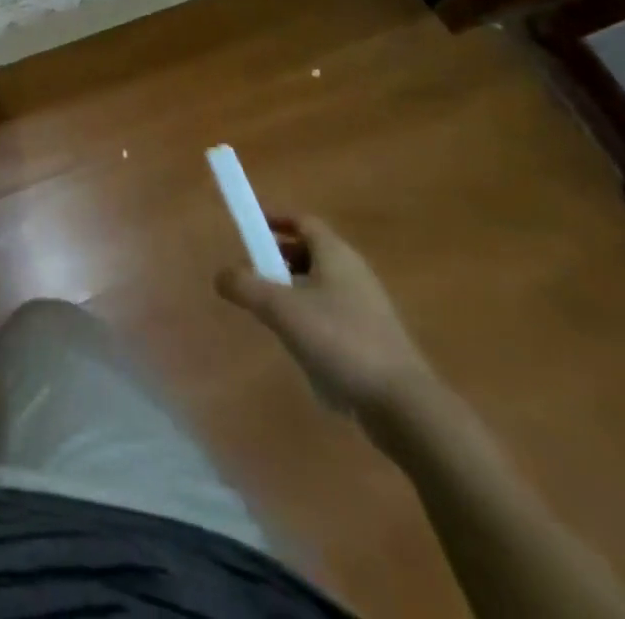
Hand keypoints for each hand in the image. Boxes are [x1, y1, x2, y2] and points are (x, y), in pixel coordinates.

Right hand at [215, 216, 436, 436]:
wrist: (404, 406)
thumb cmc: (340, 341)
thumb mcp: (281, 309)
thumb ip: (245, 286)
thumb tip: (220, 275)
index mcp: (336, 254)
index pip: (302, 221)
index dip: (274, 219)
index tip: (249, 227)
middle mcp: (354, 272)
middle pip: (310, 252)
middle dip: (278, 258)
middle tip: (252, 272)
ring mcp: (368, 307)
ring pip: (321, 285)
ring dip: (293, 291)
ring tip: (270, 313)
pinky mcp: (374, 339)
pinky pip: (334, 315)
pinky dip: (311, 318)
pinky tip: (300, 346)